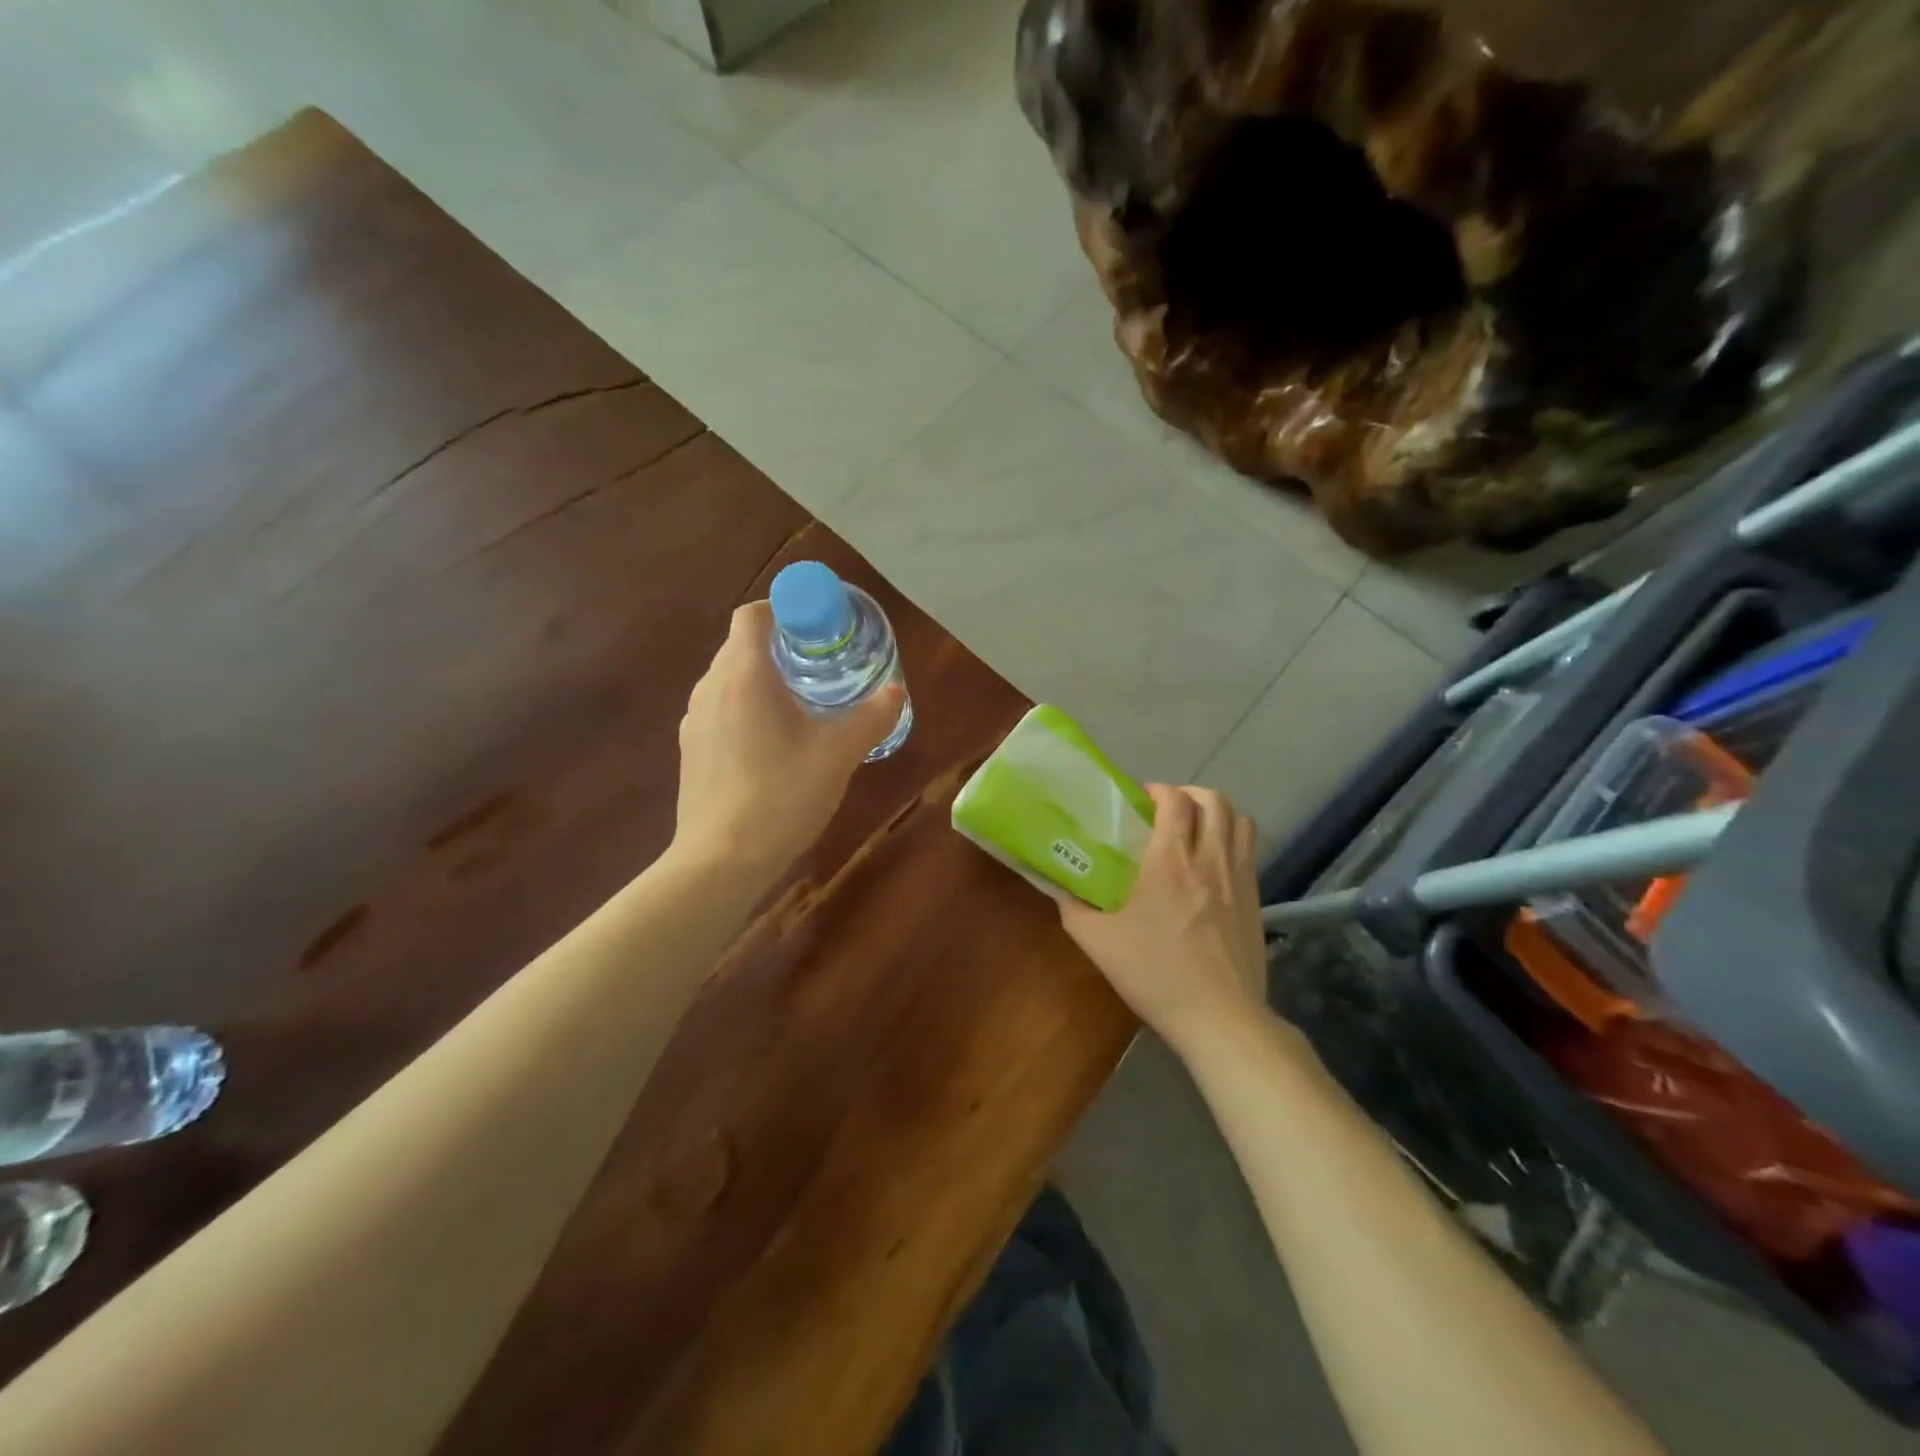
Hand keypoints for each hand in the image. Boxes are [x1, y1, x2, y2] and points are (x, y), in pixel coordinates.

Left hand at [672, 601, 904, 882]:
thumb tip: (896, 692)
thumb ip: (871, 717)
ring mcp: (694, 720)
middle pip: (742, 647)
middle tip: (822, 669)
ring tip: (802, 708)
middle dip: (782, 649)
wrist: (721, 860)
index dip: (785, 610)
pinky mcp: (691, 751)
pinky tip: (774, 747)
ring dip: (764, 682)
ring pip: (731, 681)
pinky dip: (747, 711)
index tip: (818, 629)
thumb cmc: (782, 794)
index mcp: (743, 674)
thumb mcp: (839, 753)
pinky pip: (722, 711)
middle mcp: (710, 687)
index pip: (754, 614)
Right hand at [1060, 784, 1267, 1053]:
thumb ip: (1073, 908)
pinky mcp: (1257, 898)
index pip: (1176, 800)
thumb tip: (1057, 887)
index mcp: (1170, 861)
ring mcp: (1239, 877)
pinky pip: (1250, 849)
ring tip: (1195, 828)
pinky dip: (1233, 839)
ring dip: (1217, 813)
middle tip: (1167, 811)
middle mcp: (1210, 858)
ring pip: (1240, 820)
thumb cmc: (1155, 974)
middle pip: (1214, 800)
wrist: (1220, 1017)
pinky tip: (1213, 863)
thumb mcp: (1099, 943)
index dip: (1158, 791)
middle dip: (1190, 794)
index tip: (1140, 801)